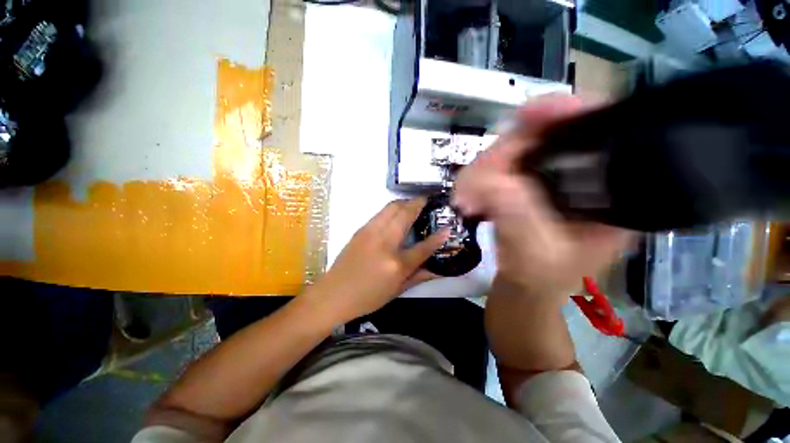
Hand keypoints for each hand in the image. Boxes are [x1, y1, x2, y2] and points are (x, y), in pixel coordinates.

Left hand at [304, 198, 449, 322]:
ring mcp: (370, 233)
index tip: (447, 227)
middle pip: (404, 215)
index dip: (438, 237)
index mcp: (395, 264)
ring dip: (405, 202)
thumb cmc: (367, 297)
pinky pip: (381, 212)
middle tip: (427, 201)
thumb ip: (419, 276)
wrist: (333, 293)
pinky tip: (397, 212)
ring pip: (391, 208)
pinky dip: (392, 208)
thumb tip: (438, 269)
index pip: (422, 247)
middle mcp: (384, 243)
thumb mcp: (396, 291)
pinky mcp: (361, 229)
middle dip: (418, 203)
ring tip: (414, 203)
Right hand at [453, 96, 632, 298]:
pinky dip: (477, 180)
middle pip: (541, 136)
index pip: (598, 129)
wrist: (526, 287)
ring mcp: (550, 177)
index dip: (564, 112)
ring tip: (465, 198)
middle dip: (498, 156)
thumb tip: (490, 179)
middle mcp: (583, 175)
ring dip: (480, 171)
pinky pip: (498, 167)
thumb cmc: (541, 279)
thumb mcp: (535, 254)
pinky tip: (470, 198)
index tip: (525, 113)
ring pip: (512, 150)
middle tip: (470, 186)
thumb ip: (517, 216)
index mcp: (609, 190)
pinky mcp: (526, 183)